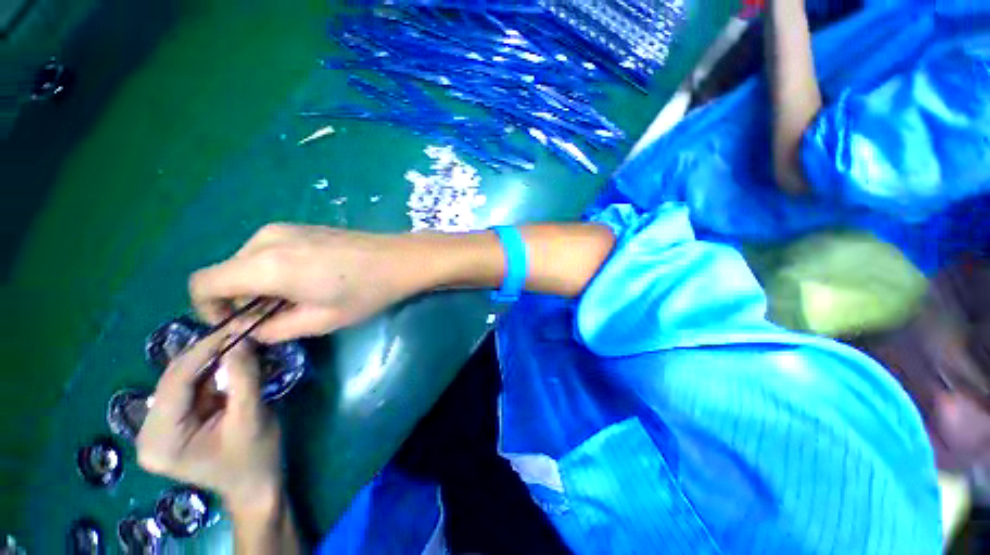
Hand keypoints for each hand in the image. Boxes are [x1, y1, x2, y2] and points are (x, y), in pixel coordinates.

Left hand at [136, 332, 281, 510]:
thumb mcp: (252, 418)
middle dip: (209, 352)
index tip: (236, 325)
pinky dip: (214, 371)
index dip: (205, 349)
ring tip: (241, 342)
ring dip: (213, 359)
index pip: (176, 381)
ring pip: (183, 379)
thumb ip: (244, 379)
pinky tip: (233, 361)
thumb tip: (241, 339)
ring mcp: (158, 428)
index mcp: (160, 440)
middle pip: (175, 378)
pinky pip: (191, 387)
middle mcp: (148, 432)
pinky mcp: (172, 423)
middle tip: (242, 330)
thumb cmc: (256, 458)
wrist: (256, 485)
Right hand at [189, 224, 438, 342]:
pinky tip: (309, 281)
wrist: (401, 258)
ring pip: (247, 262)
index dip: (208, 309)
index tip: (237, 325)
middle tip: (277, 318)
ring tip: (298, 300)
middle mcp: (265, 239)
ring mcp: (284, 228)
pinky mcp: (301, 226)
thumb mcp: (321, 320)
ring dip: (260, 285)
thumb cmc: (367, 292)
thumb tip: (250, 331)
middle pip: (227, 273)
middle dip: (241, 300)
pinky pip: (269, 251)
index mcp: (265, 264)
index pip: (202, 284)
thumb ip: (275, 330)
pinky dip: (274, 270)